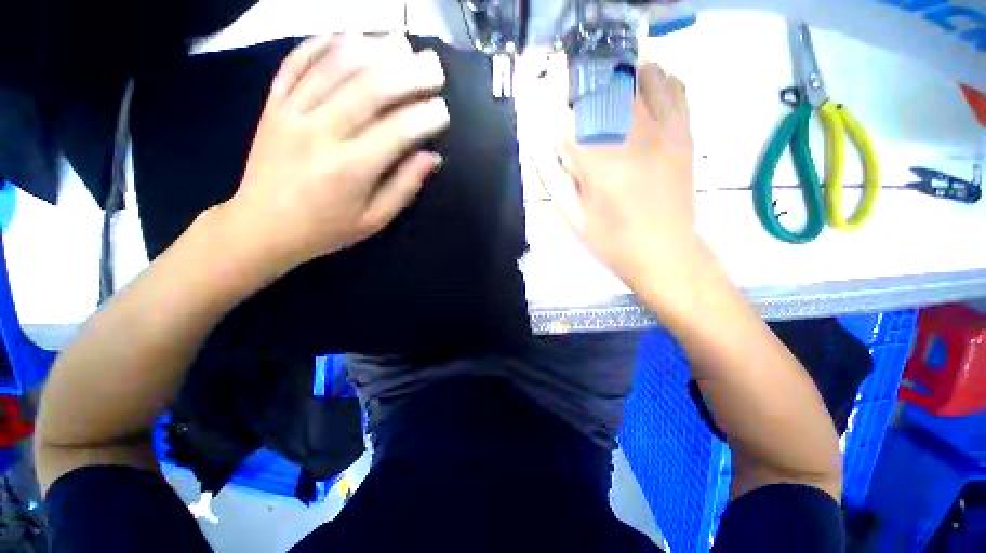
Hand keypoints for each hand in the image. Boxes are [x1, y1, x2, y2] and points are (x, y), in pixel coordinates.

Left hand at [215, 34, 448, 279]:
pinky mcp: (272, 104)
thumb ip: (404, 187)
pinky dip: (323, 43)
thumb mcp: (373, 220)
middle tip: (434, 66)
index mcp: (351, 169)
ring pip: (336, 66)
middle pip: (370, 88)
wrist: (262, 226)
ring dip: (373, 49)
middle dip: (408, 73)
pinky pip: (296, 62)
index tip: (443, 111)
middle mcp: (321, 133)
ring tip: (401, 43)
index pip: (398, 131)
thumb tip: (432, 158)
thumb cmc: (325, 229)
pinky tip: (349, 34)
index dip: (426, 117)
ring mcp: (292, 112)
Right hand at [528, 62, 698, 289]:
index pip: (571, 119)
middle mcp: (636, 139)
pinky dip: (657, 78)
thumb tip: (539, 148)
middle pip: (609, 86)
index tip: (546, 105)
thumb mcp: (574, 218)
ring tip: (605, 84)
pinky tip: (642, 88)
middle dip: (585, 82)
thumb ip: (554, 180)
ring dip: (621, 73)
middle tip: (574, 92)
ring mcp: (666, 133)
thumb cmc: (613, 242)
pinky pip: (676, 89)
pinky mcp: (684, 135)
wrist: (665, 253)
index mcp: (602, 166)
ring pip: (645, 77)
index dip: (555, 107)